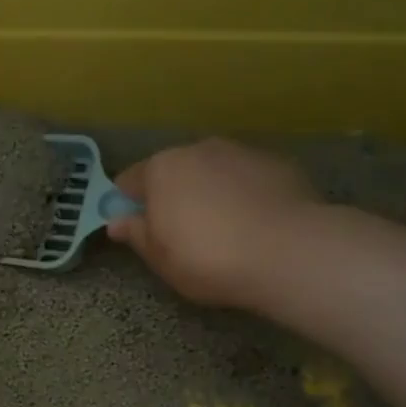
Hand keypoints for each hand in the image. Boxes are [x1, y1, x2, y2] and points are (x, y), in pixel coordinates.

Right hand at [107, 138, 320, 306]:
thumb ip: (136, 234)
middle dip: (171, 195)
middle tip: (180, 233)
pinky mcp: (278, 164)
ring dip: (209, 192)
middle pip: (173, 171)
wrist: (289, 252)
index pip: (129, 180)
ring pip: (212, 171)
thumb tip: (116, 221)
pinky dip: (243, 194)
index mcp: (161, 169)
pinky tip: (253, 224)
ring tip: (222, 229)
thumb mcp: (160, 257)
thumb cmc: (208, 258)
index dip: (127, 205)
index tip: (135, 229)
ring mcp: (241, 152)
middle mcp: (198, 149)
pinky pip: (247, 179)